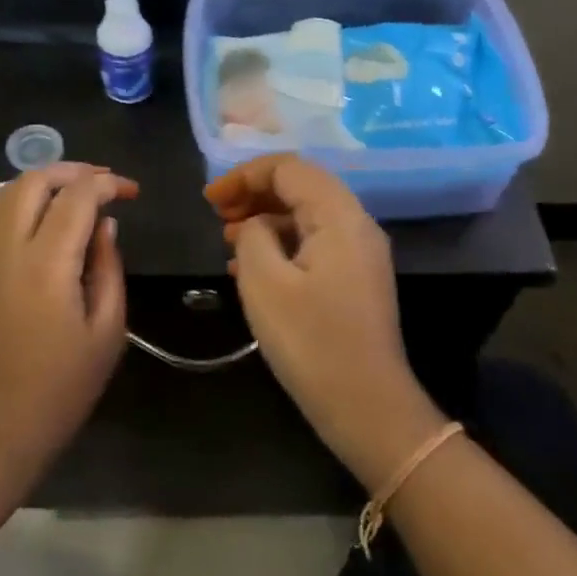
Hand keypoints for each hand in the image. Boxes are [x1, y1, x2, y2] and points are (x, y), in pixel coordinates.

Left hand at [0, 163, 138, 490]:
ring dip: (38, 182)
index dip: (108, 184)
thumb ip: (108, 269)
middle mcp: (4, 248)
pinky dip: (12, 201)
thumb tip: (105, 226)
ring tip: (68, 194)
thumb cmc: (57, 392)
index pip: (77, 196)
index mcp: (46, 264)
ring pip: (2, 191)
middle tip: (102, 184)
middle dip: (72, 171)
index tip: (130, 192)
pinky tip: (33, 220)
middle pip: (33, 180)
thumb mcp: (106, 334)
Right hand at [206, 156, 444, 486]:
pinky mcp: (355, 279)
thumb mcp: (265, 283)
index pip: (289, 168)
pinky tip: (250, 267)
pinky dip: (281, 244)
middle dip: (254, 193)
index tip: (209, 199)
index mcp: (339, 216)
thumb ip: (253, 236)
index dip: (244, 175)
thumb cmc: (312, 343)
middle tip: (217, 215)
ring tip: (227, 240)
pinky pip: (314, 243)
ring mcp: (360, 252)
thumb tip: (256, 224)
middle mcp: (356, 224)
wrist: (367, 407)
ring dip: (266, 219)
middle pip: (300, 187)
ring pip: (306, 215)